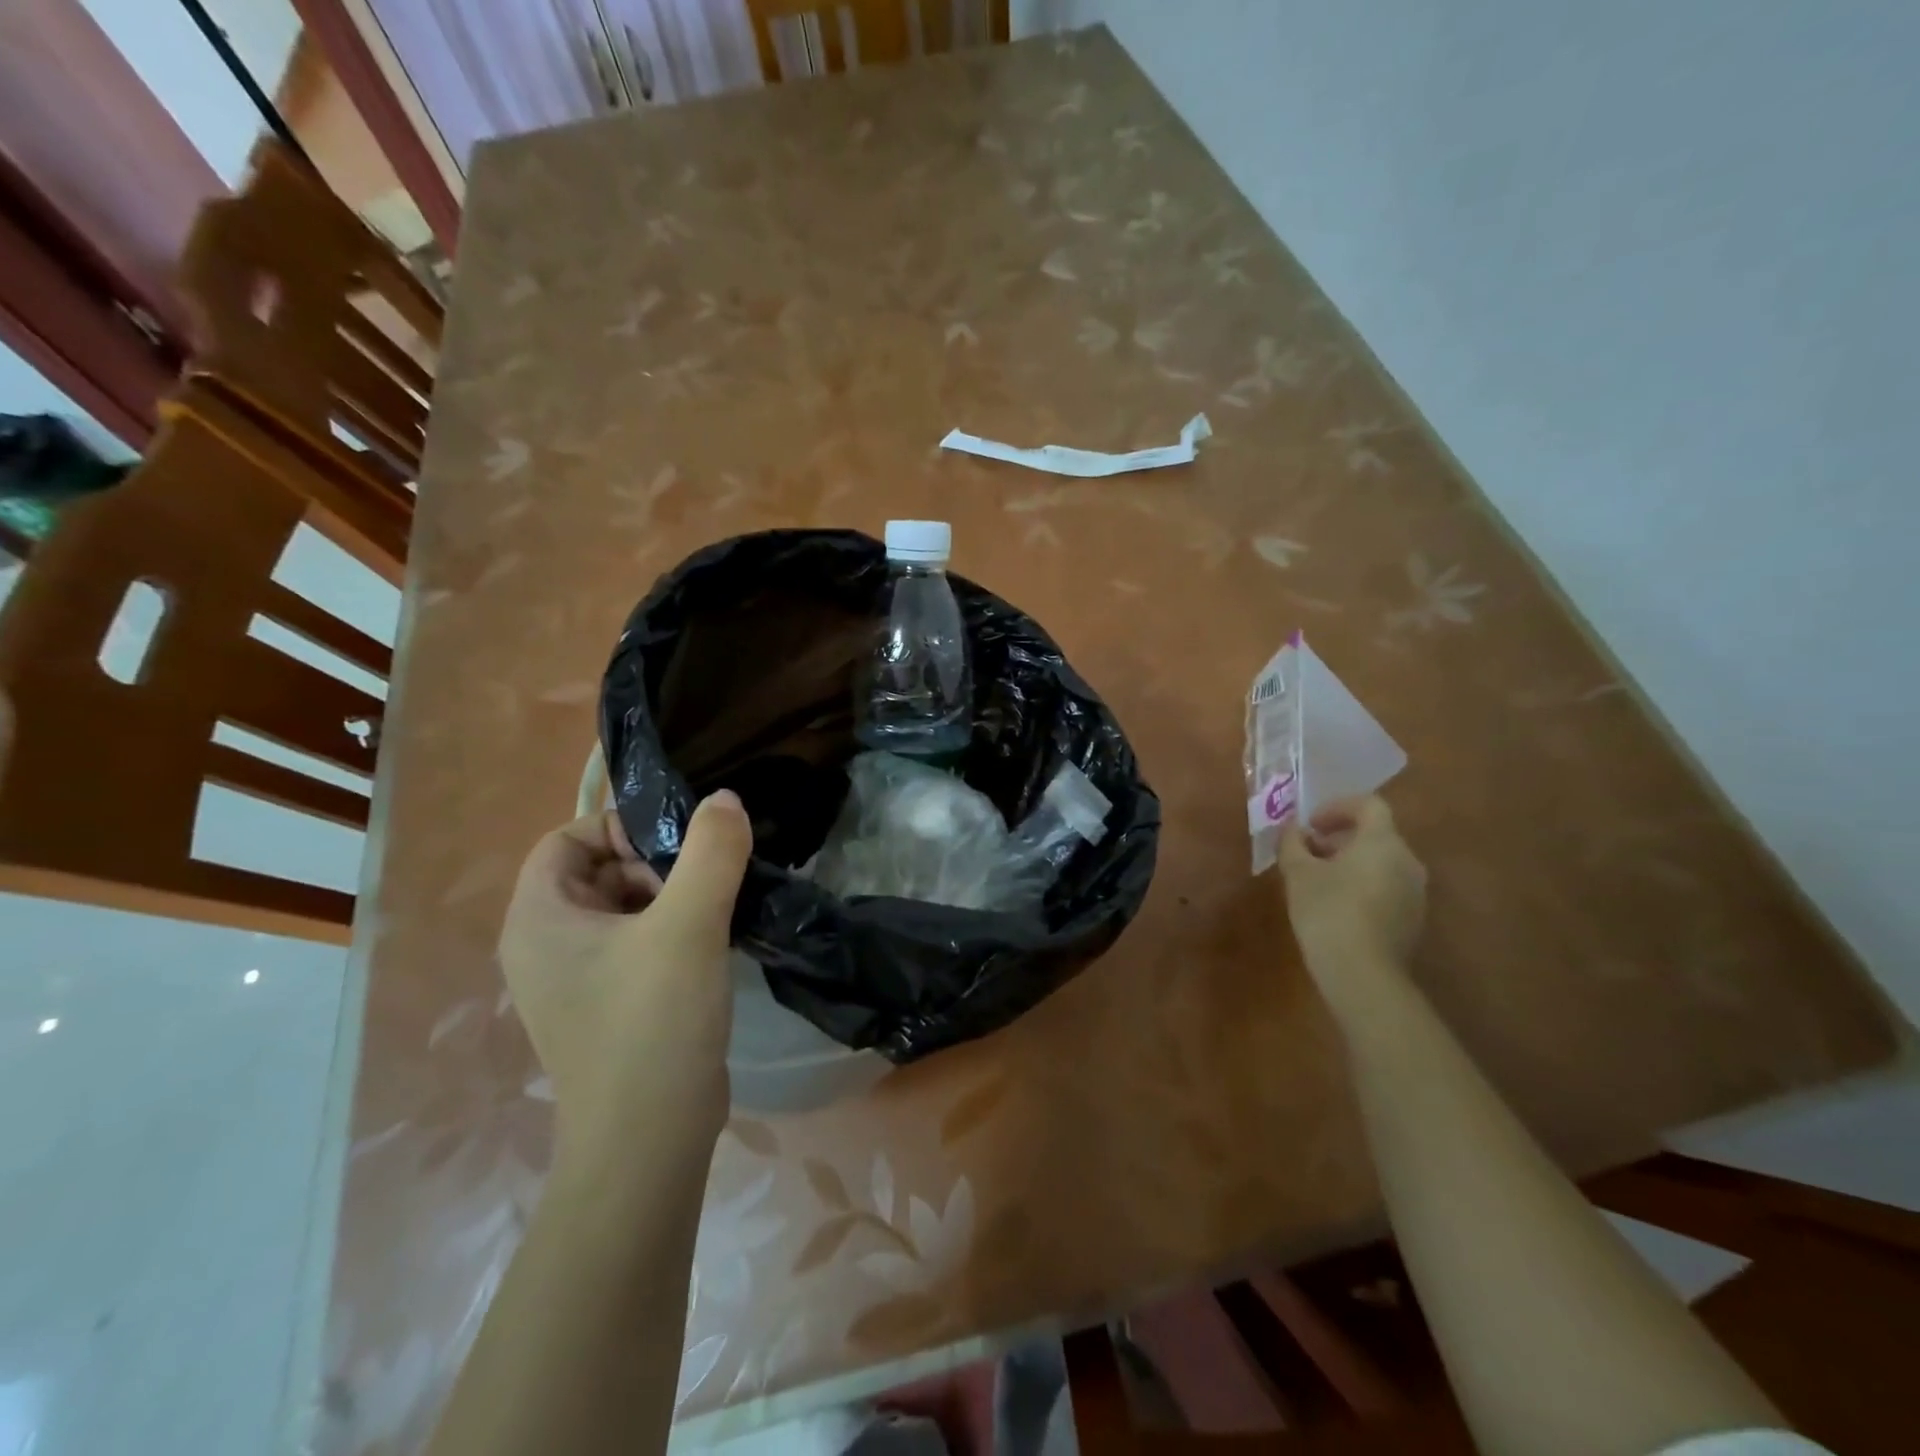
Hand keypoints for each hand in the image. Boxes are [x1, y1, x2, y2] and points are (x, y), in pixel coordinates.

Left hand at [497, 793, 752, 1167]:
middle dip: (651, 865)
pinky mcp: (606, 1007)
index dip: (619, 828)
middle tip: (699, 885)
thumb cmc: (653, 1024)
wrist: (650, 1142)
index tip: (675, 847)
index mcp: (538, 920)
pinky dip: (669, 932)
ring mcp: (573, 982)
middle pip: (595, 870)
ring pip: (620, 908)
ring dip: (668, 898)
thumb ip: (710, 851)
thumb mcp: (688, 925)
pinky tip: (710, 945)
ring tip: (713, 912)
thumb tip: (724, 799)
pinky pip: (633, 944)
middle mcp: (543, 947)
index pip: (566, 839)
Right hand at [1278, 796, 1426, 985]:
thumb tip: (1292, 830)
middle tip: (1308, 853)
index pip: (1368, 805)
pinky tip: (1336, 907)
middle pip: (1376, 834)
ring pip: (1382, 862)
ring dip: (1350, 862)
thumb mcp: (1297, 872)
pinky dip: (1362, 885)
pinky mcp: (1413, 919)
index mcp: (1382, 842)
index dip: (1337, 807)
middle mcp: (1407, 861)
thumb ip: (1292, 843)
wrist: (1362, 973)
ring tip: (1318, 881)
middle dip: (1339, 838)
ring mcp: (1415, 892)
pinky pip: (1387, 887)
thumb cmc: (1327, 910)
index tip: (1310, 824)